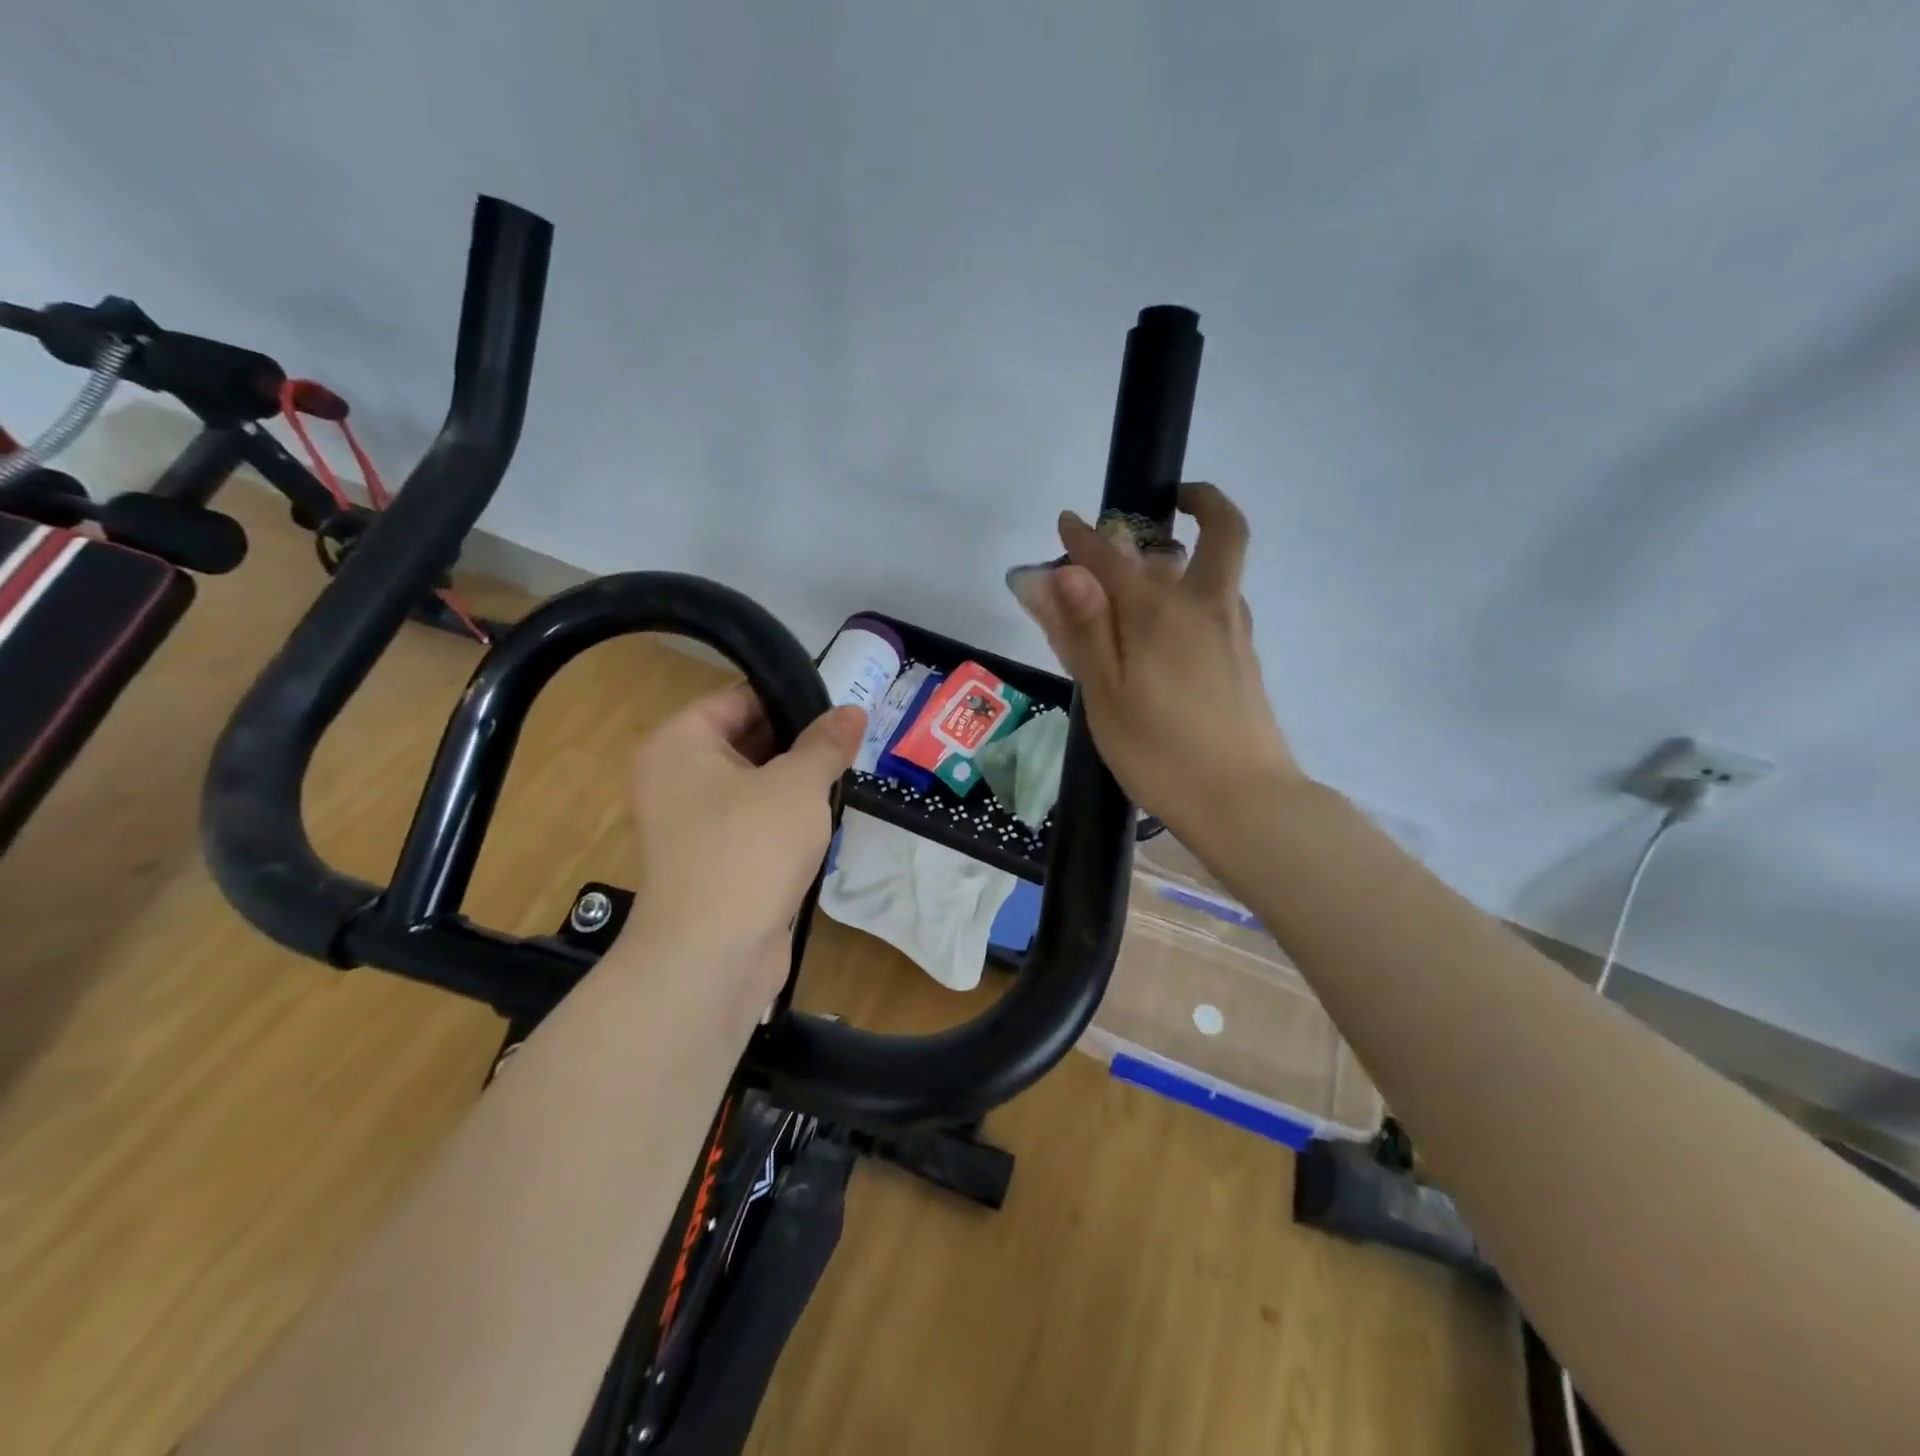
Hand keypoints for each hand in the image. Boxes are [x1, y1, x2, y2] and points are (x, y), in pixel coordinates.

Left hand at [619, 684, 865, 1007]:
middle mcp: (674, 777)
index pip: (738, 698)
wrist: (712, 956)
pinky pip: (751, 824)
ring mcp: (689, 824)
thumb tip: (852, 711)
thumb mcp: (798, 784)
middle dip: (798, 742)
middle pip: (744, 740)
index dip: (791, 698)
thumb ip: (826, 743)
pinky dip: (783, 820)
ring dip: (795, 784)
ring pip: (752, 785)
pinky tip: (823, 820)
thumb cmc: (750, 849)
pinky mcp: (710, 862)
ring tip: (845, 775)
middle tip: (850, 741)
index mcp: (679, 743)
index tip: (838, 708)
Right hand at [1014, 483, 1299, 840]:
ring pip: (1222, 571)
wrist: (1244, 802)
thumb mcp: (1106, 694)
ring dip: (1196, 551)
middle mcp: (1206, 608)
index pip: (1115, 558)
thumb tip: (1063, 572)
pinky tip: (1170, 628)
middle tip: (1170, 503)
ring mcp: (1234, 633)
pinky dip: (1197, 592)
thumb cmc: (1159, 751)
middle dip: (1201, 503)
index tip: (1067, 523)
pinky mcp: (1246, 661)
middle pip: (1221, 533)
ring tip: (1154, 571)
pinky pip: (1221, 604)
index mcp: (1160, 613)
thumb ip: (1085, 630)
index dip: (1085, 538)